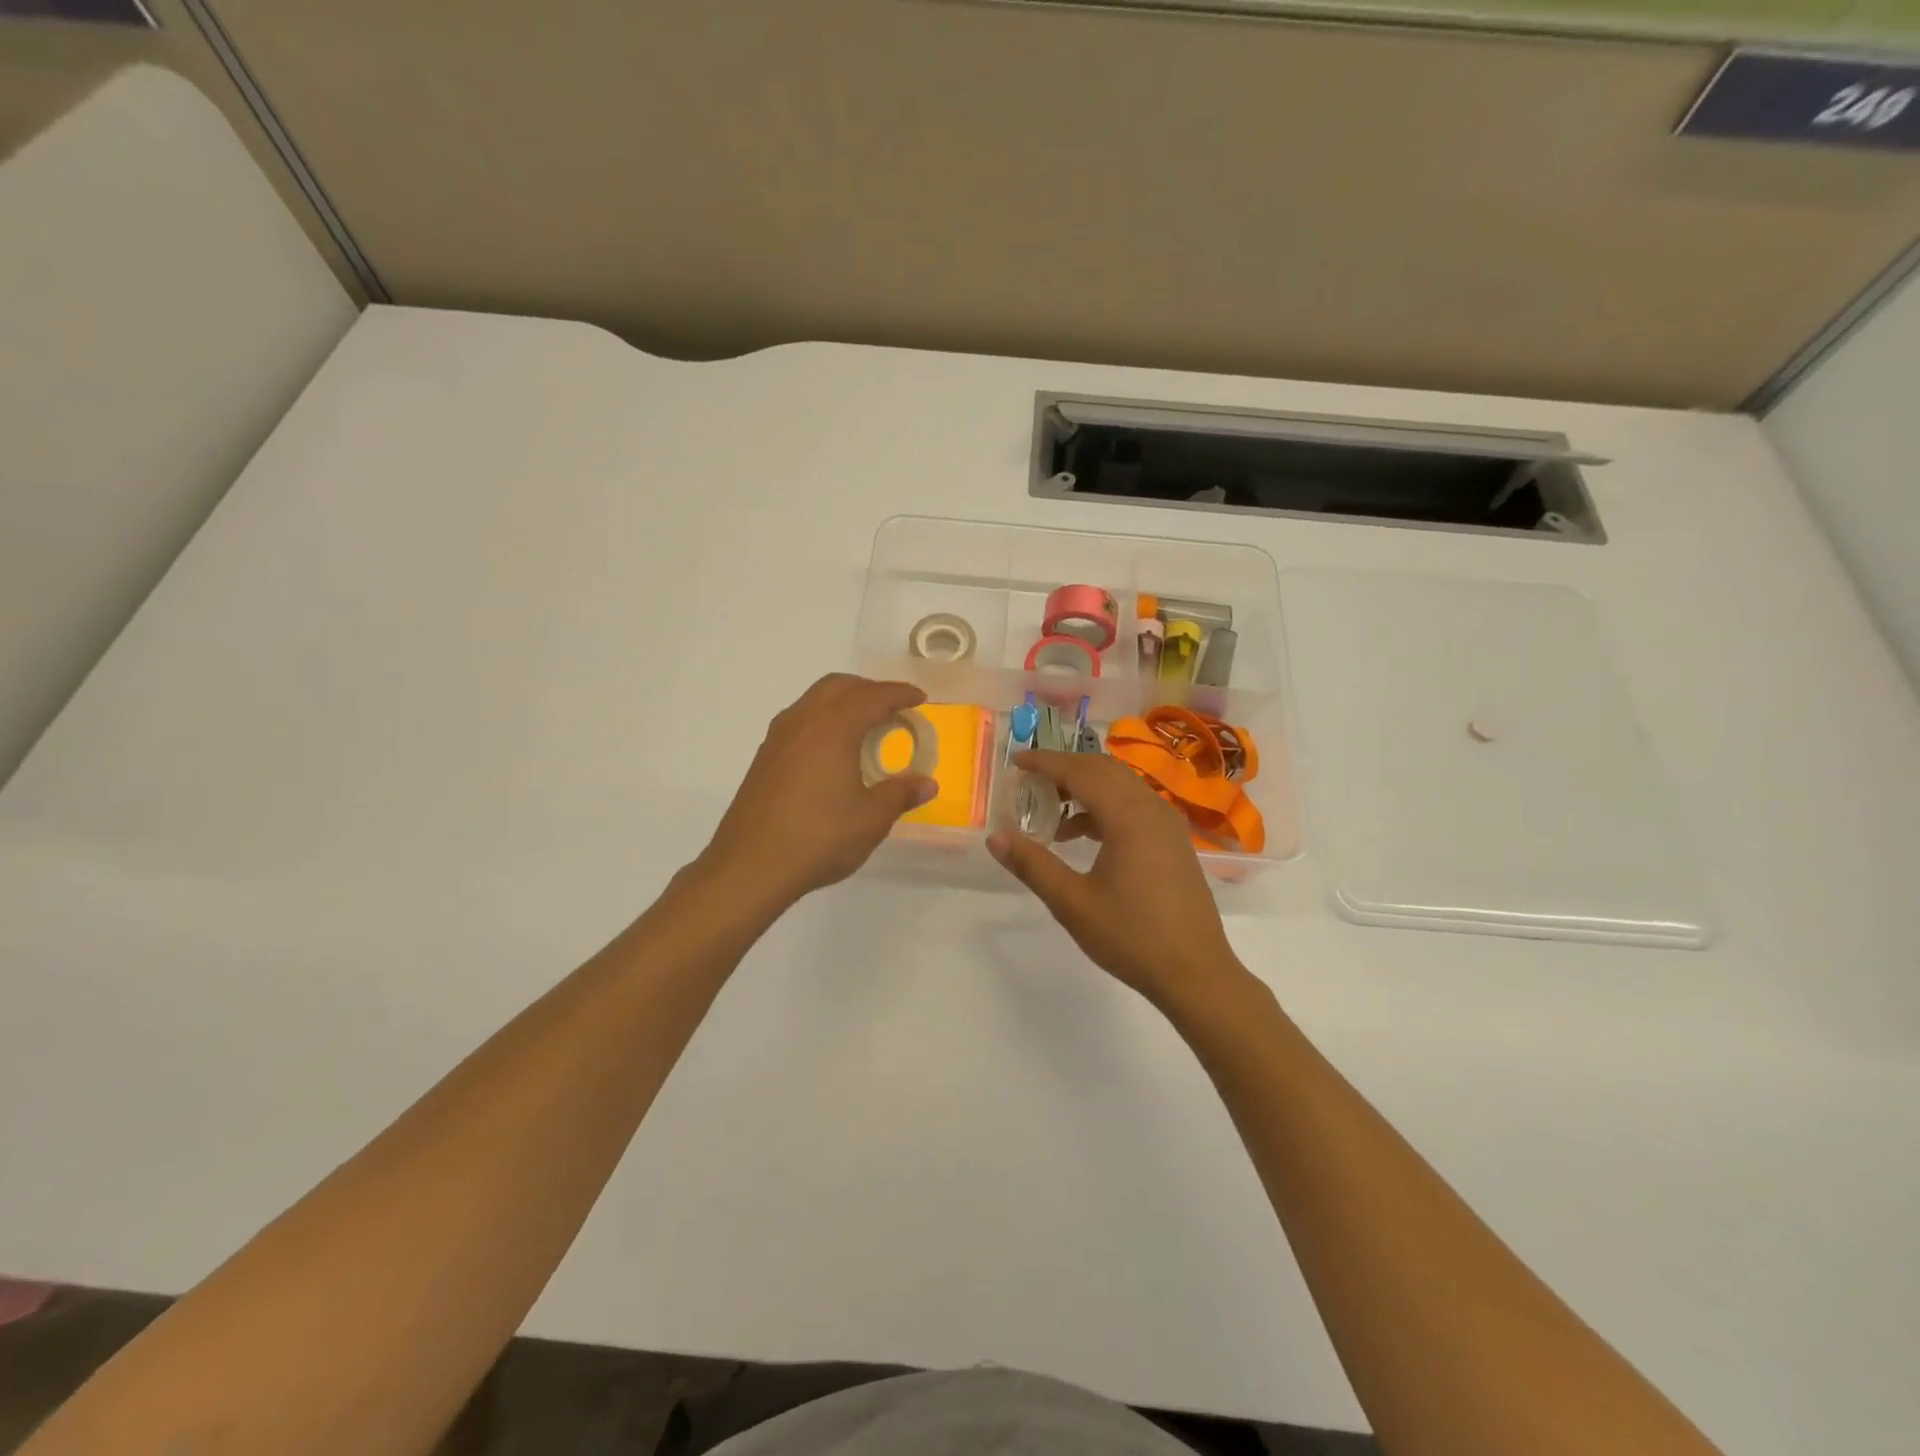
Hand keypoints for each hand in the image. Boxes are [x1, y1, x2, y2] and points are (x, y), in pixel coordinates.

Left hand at [699, 674, 935, 904]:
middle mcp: (803, 721)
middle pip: (839, 686)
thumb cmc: (819, 837)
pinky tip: (832, 752)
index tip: (919, 698)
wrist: (749, 866)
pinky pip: (800, 720)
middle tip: (893, 709)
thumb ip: (900, 794)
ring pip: (815, 700)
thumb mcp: (871, 819)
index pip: (873, 697)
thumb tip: (927, 783)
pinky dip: (824, 720)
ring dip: (843, 702)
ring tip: (865, 727)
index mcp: (833, 727)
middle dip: (869, 690)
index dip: (899, 694)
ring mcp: (778, 738)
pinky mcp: (764, 757)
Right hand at [988, 750, 1253, 1017]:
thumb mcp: (1073, 903)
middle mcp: (1152, 809)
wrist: (1196, 973)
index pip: (1080, 772)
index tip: (1016, 760)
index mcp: (1128, 817)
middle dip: (1065, 768)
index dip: (1045, 762)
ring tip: (1052, 812)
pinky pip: (1135, 805)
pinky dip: (1106, 806)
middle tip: (1030, 780)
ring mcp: (1168, 824)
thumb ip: (1033, 865)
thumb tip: (995, 837)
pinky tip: (1083, 834)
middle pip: (1104, 769)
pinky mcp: (1174, 841)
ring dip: (1086, 787)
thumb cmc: (1131, 937)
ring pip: (1122, 785)